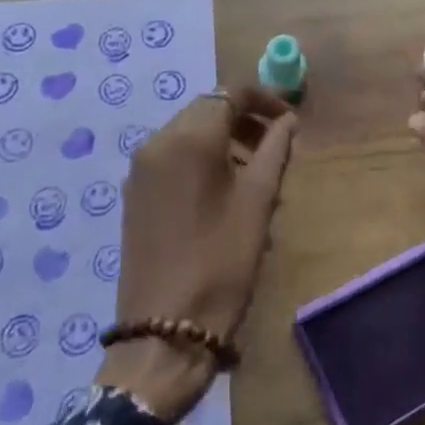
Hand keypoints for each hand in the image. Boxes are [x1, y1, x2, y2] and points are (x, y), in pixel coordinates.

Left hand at [99, 85, 298, 421]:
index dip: (263, 99)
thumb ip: (275, 149)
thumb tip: (288, 119)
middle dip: (243, 118)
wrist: (163, 330)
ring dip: (223, 138)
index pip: (230, 94)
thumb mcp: (258, 201)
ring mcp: (141, 169)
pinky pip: (172, 156)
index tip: (289, 119)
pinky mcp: (135, 194)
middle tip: (276, 144)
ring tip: (255, 171)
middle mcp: (158, 142)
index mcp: (189, 138)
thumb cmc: (222, 261)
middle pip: (207, 109)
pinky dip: (200, 157)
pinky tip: (222, 190)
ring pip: (189, 132)